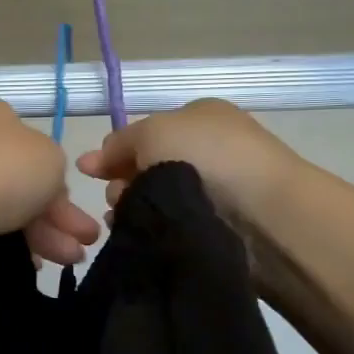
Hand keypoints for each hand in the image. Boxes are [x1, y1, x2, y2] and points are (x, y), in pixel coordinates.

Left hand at [0, 99, 101, 265]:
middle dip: (56, 218)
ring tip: (64, 263)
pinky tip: (28, 263)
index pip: (36, 149)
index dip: (60, 185)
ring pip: (3, 205)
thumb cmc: (2, 169)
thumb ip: (55, 169)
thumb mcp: (51, 159)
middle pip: (22, 181)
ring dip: (39, 234)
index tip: (75, 215)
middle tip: (80, 249)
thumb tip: (42, 185)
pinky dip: (6, 240)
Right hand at [77, 99, 304, 231]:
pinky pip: (168, 224)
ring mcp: (214, 189)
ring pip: (153, 199)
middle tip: (121, 195)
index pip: (145, 134)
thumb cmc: (207, 157)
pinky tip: (140, 235)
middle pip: (145, 167)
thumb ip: (119, 142)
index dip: (115, 152)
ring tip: (128, 219)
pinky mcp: (215, 226)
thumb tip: (92, 161)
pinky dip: (151, 228)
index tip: (90, 173)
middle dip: (124, 182)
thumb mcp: (153, 131)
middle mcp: (206, 150)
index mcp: (199, 118)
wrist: (263, 213)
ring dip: (134, 207)